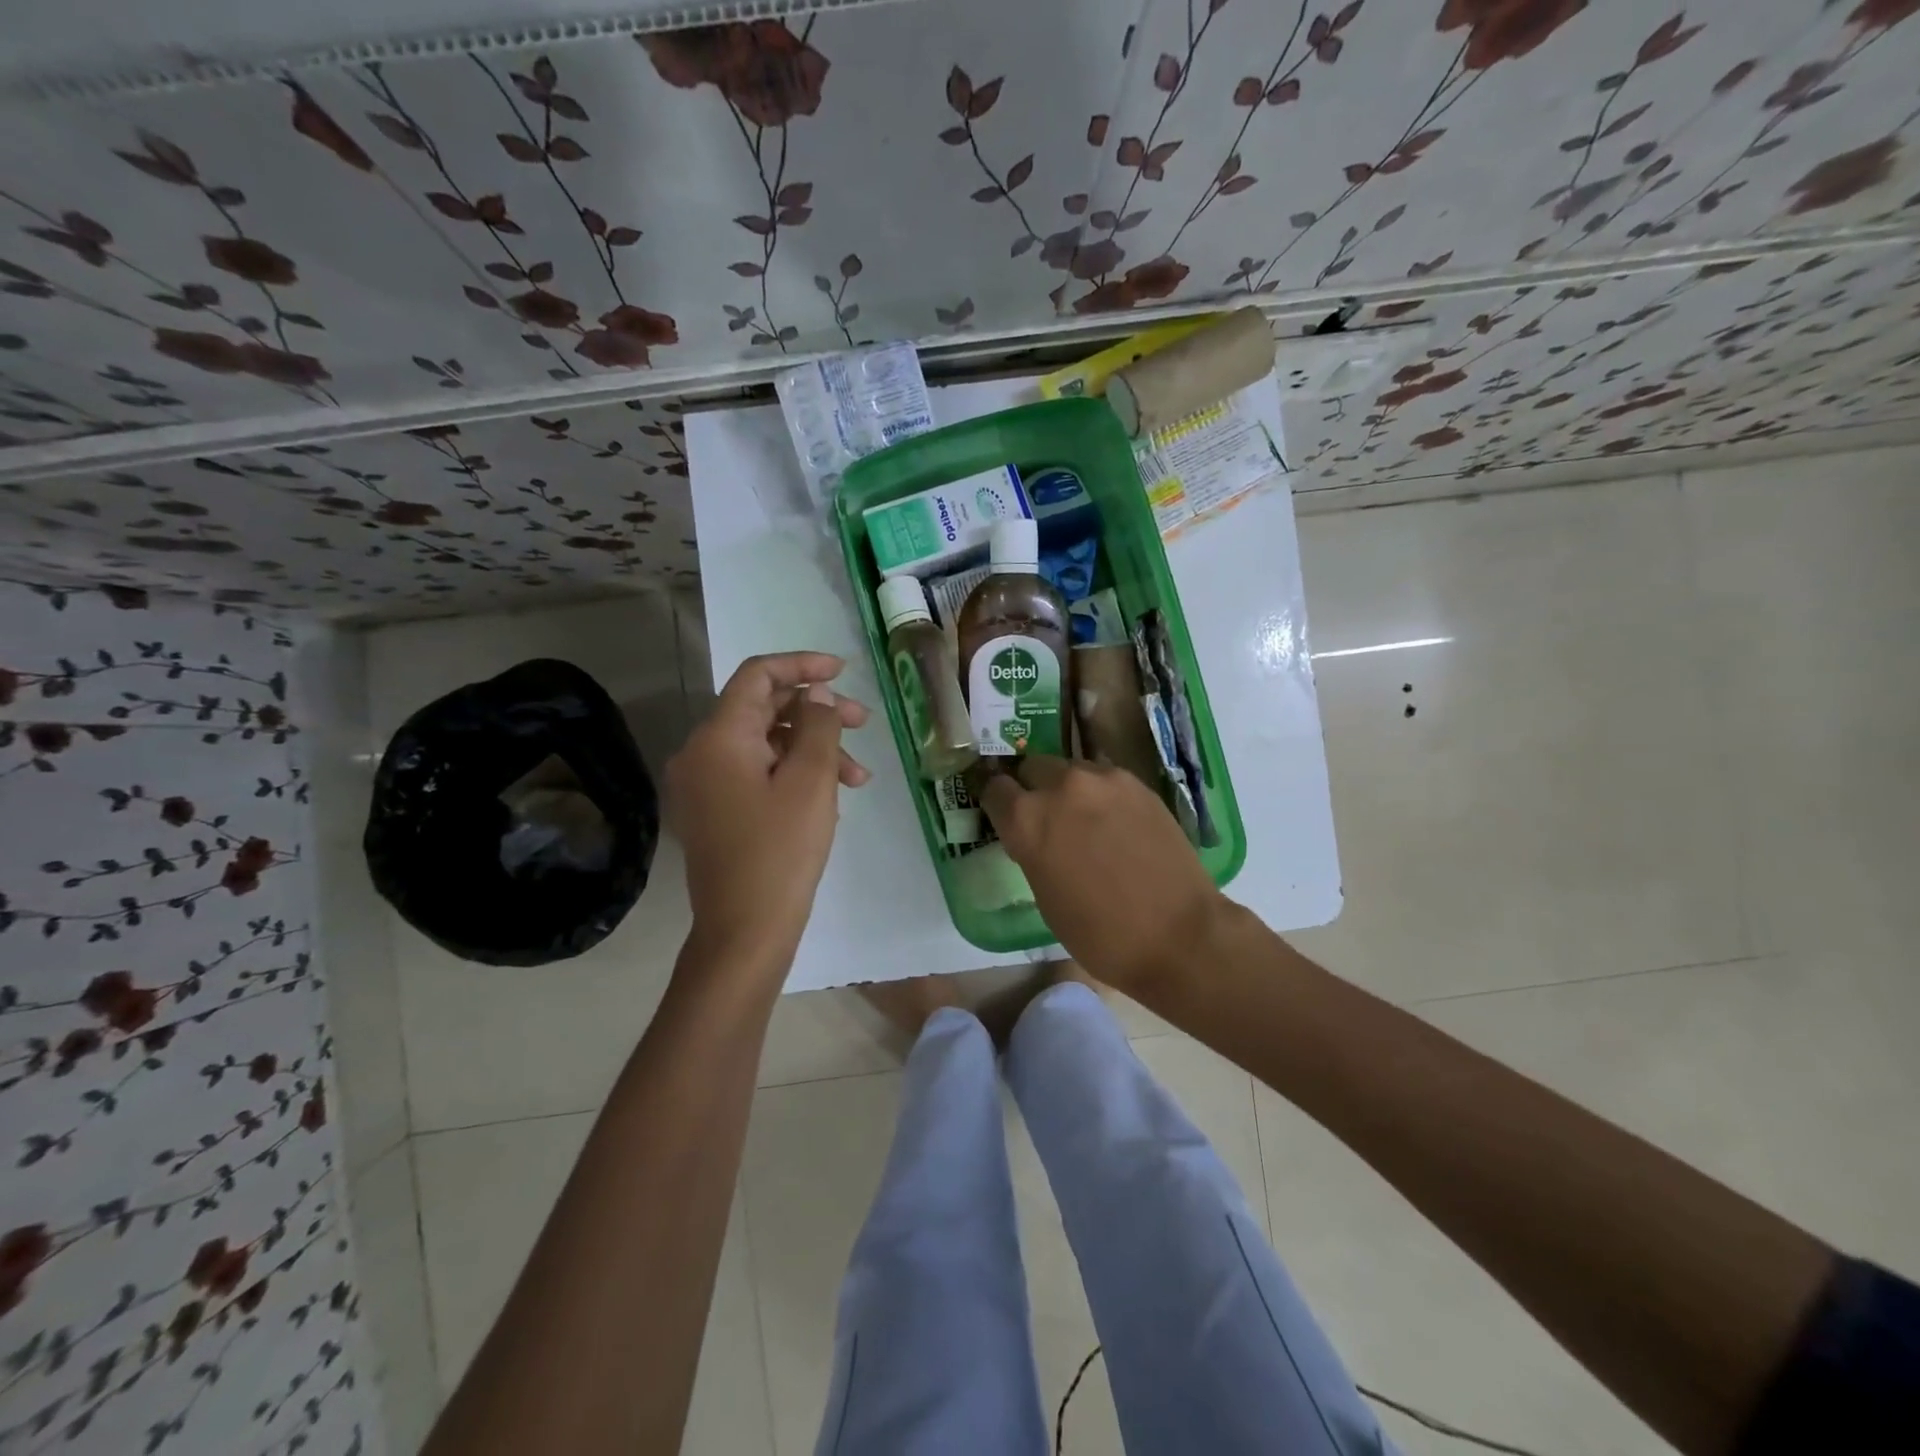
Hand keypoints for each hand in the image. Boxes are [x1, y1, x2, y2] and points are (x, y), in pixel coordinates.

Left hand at [667, 652, 869, 967]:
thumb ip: (819, 726)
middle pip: (762, 710)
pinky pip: (755, 774)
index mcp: (718, 738)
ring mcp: (704, 785)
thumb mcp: (811, 781)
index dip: (802, 665)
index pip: (757, 676)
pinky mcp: (713, 811)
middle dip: (817, 713)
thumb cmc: (781, 851)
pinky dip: (793, 774)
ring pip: (765, 745)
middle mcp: (700, 753)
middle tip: (864, 723)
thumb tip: (818, 694)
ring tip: (858, 778)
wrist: (745, 931)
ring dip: (813, 749)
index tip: (843, 671)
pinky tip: (830, 797)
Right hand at [979, 756, 1224, 992]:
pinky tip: (1115, 822)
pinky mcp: (1137, 783)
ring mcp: (1103, 779)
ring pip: (1071, 770)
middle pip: (1033, 768)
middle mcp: (1060, 787)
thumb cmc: (1100, 933)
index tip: (1006, 816)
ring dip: (1069, 788)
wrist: (1178, 934)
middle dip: (1033, 789)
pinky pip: (1105, 778)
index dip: (999, 804)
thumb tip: (1035, 837)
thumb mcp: (1045, 896)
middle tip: (1048, 819)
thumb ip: (1032, 851)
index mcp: (1026, 819)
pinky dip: (1101, 794)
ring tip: (1085, 819)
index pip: (995, 789)